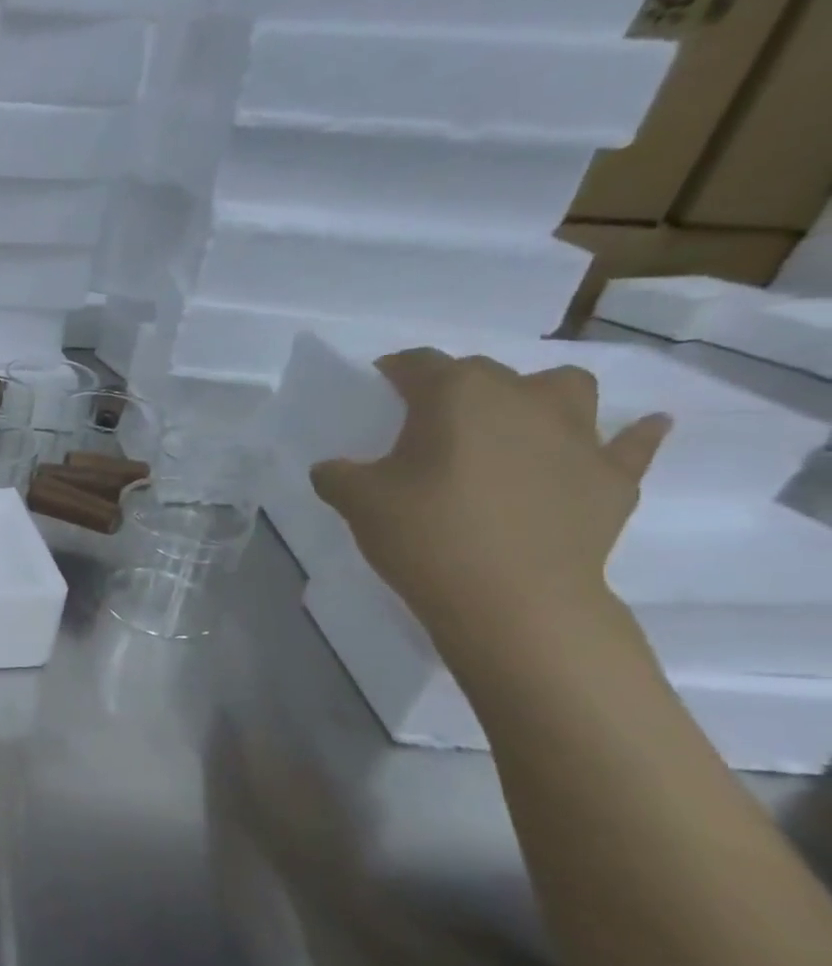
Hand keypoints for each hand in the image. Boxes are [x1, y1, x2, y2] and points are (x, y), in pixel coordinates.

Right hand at [310, 349, 671, 634]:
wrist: (513, 601)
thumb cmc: (426, 536)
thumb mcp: (356, 502)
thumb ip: (337, 474)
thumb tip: (332, 468)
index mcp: (454, 394)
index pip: (417, 363)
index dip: (394, 372)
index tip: (377, 390)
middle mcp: (520, 397)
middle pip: (483, 371)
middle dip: (454, 387)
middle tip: (427, 424)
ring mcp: (576, 434)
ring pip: (564, 387)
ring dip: (538, 395)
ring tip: (514, 423)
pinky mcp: (612, 476)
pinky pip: (631, 442)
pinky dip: (630, 435)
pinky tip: (633, 431)